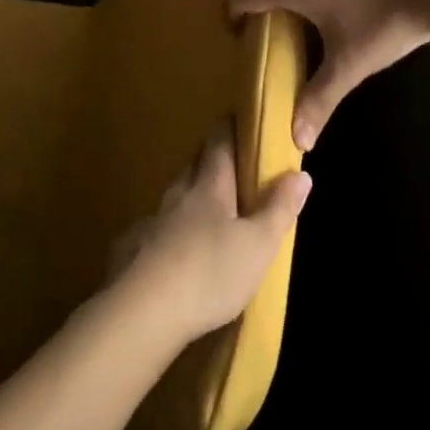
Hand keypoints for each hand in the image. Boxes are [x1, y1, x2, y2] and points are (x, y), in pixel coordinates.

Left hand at [110, 124, 311, 345]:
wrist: (143, 311)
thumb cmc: (210, 273)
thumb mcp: (258, 245)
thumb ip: (279, 209)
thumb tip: (300, 173)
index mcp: (210, 188)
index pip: (218, 145)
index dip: (228, 129)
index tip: (235, 118)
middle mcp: (177, 196)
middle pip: (192, 166)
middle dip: (208, 160)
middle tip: (226, 166)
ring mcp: (150, 221)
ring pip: (172, 198)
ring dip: (187, 197)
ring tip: (203, 212)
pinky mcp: (129, 249)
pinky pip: (152, 231)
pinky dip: (165, 232)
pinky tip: (169, 251)